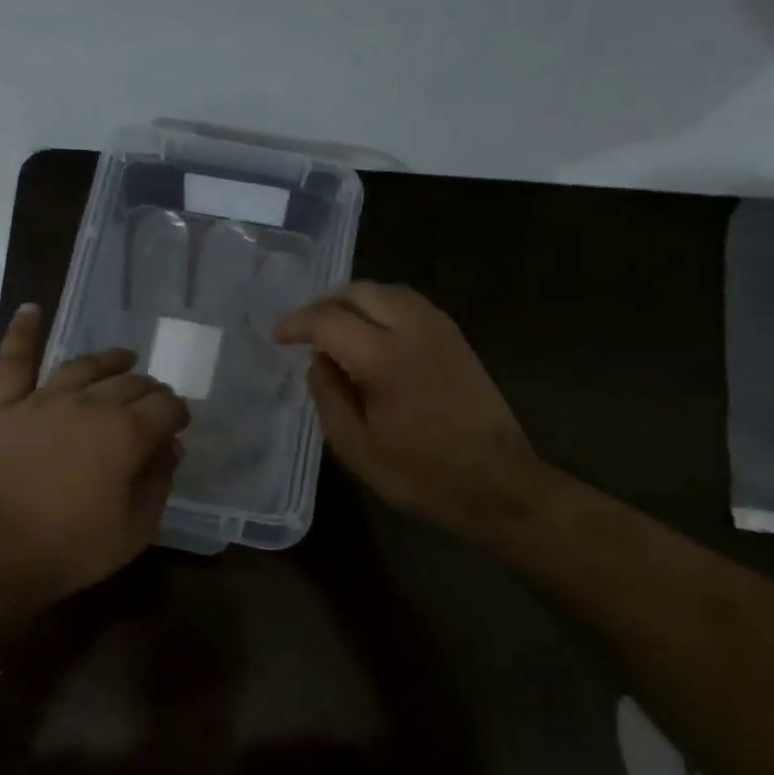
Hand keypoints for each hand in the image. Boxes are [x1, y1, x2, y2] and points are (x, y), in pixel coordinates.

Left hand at [0, 304, 190, 603]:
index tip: (179, 427)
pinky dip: (23, 333)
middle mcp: (89, 404)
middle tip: (155, 404)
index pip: (166, 407)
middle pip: (130, 383)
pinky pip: (15, 362)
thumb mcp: (135, 530)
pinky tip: (31, 309)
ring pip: (84, 366)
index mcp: (126, 433)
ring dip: (110, 361)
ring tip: (124, 358)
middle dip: (150, 391)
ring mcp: (43, 401)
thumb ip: (158, 483)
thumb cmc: (69, 548)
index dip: (178, 414)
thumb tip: (168, 449)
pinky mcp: (5, 408)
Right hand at [274, 281, 541, 533]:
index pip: (328, 321)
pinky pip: (411, 304)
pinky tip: (373, 332)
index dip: (297, 324)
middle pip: (360, 292)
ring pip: (388, 292)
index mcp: (383, 358)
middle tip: (304, 329)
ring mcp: (440, 330)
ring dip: (355, 301)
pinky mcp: (457, 339)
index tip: (278, 337)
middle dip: (324, 304)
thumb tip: (318, 362)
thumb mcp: (356, 446)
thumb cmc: (420, 473)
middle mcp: (413, 330)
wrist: (495, 482)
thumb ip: (328, 396)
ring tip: (335, 326)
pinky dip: (383, 307)